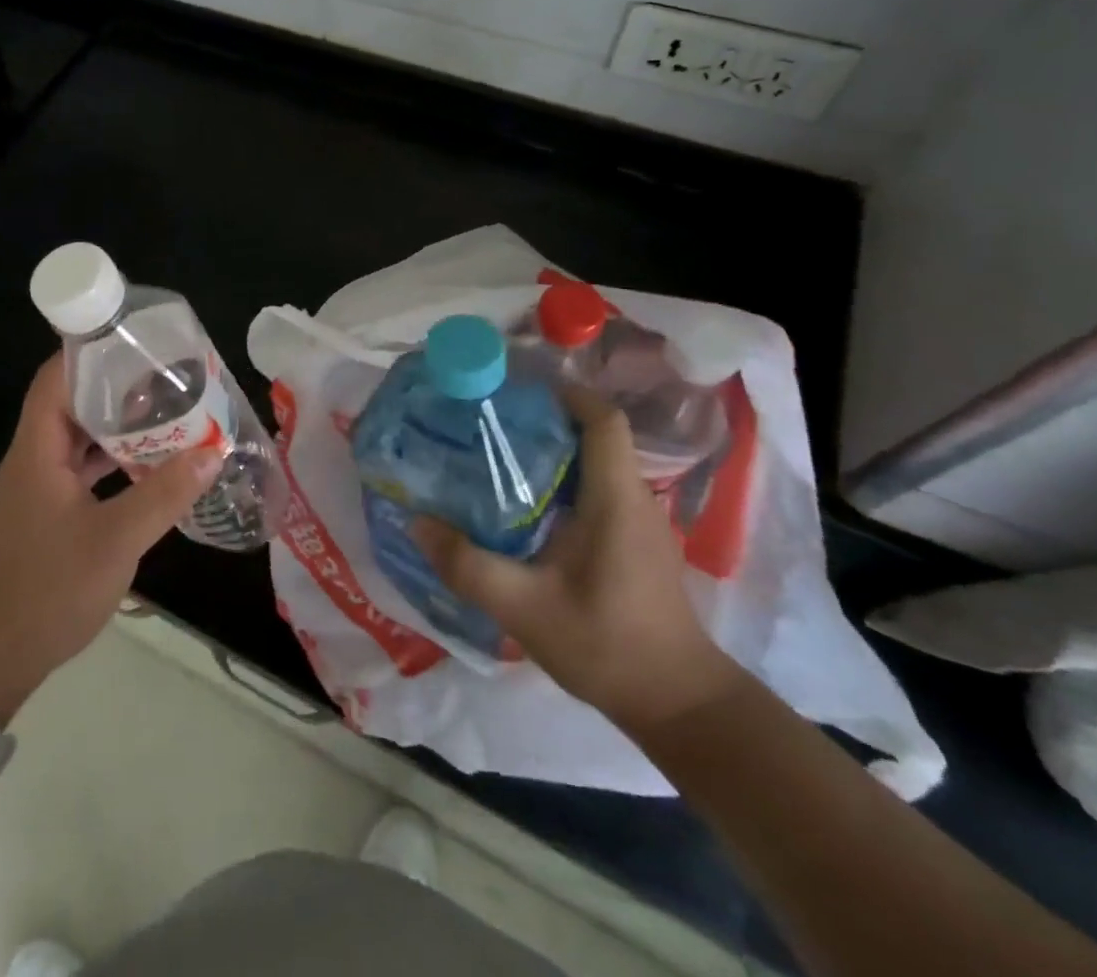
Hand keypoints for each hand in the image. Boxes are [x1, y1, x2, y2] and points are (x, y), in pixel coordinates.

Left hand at [0, 355, 221, 725]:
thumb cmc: (46, 589)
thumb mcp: (115, 540)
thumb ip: (164, 493)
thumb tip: (212, 451)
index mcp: (37, 450)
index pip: (55, 379)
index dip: (89, 352)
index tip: (134, 339)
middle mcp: (34, 460)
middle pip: (71, 404)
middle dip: (116, 387)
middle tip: (166, 376)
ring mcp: (39, 489)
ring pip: (79, 440)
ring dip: (117, 427)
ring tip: (167, 414)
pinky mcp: (47, 516)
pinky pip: (82, 471)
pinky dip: (112, 462)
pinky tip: (148, 467)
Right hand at [412, 386, 746, 733]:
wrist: (679, 706)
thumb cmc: (606, 645)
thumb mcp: (523, 608)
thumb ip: (467, 565)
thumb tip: (417, 523)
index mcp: (615, 500)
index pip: (603, 421)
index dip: (566, 395)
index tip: (517, 392)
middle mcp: (635, 501)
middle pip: (594, 438)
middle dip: (544, 422)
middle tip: (488, 425)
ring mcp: (640, 524)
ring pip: (596, 466)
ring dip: (552, 455)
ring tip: (496, 461)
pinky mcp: (637, 546)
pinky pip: (599, 494)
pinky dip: (562, 485)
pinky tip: (525, 510)